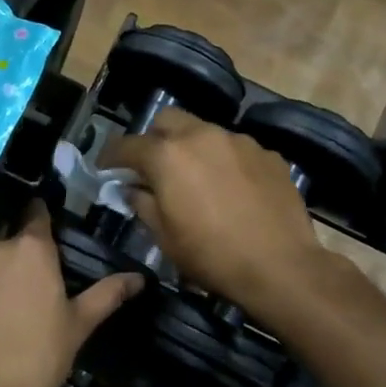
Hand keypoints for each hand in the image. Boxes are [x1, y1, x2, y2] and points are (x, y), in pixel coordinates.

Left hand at [0, 202, 142, 386]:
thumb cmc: (38, 357)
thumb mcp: (78, 325)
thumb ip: (107, 294)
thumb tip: (139, 278)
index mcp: (30, 248)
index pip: (38, 214)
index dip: (45, 221)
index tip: (52, 236)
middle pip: (11, 240)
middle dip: (22, 256)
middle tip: (37, 288)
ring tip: (10, 310)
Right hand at [102, 108, 330, 318]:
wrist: (280, 266)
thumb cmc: (211, 255)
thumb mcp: (164, 237)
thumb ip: (142, 203)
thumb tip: (132, 188)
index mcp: (168, 155)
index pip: (127, 145)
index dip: (111, 156)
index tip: (105, 168)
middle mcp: (202, 135)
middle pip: (168, 120)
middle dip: (154, 139)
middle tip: (152, 167)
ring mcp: (240, 141)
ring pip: (205, 132)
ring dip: (192, 148)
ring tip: (196, 179)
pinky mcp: (268, 154)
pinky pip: (236, 149)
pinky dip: (225, 162)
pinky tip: (232, 189)